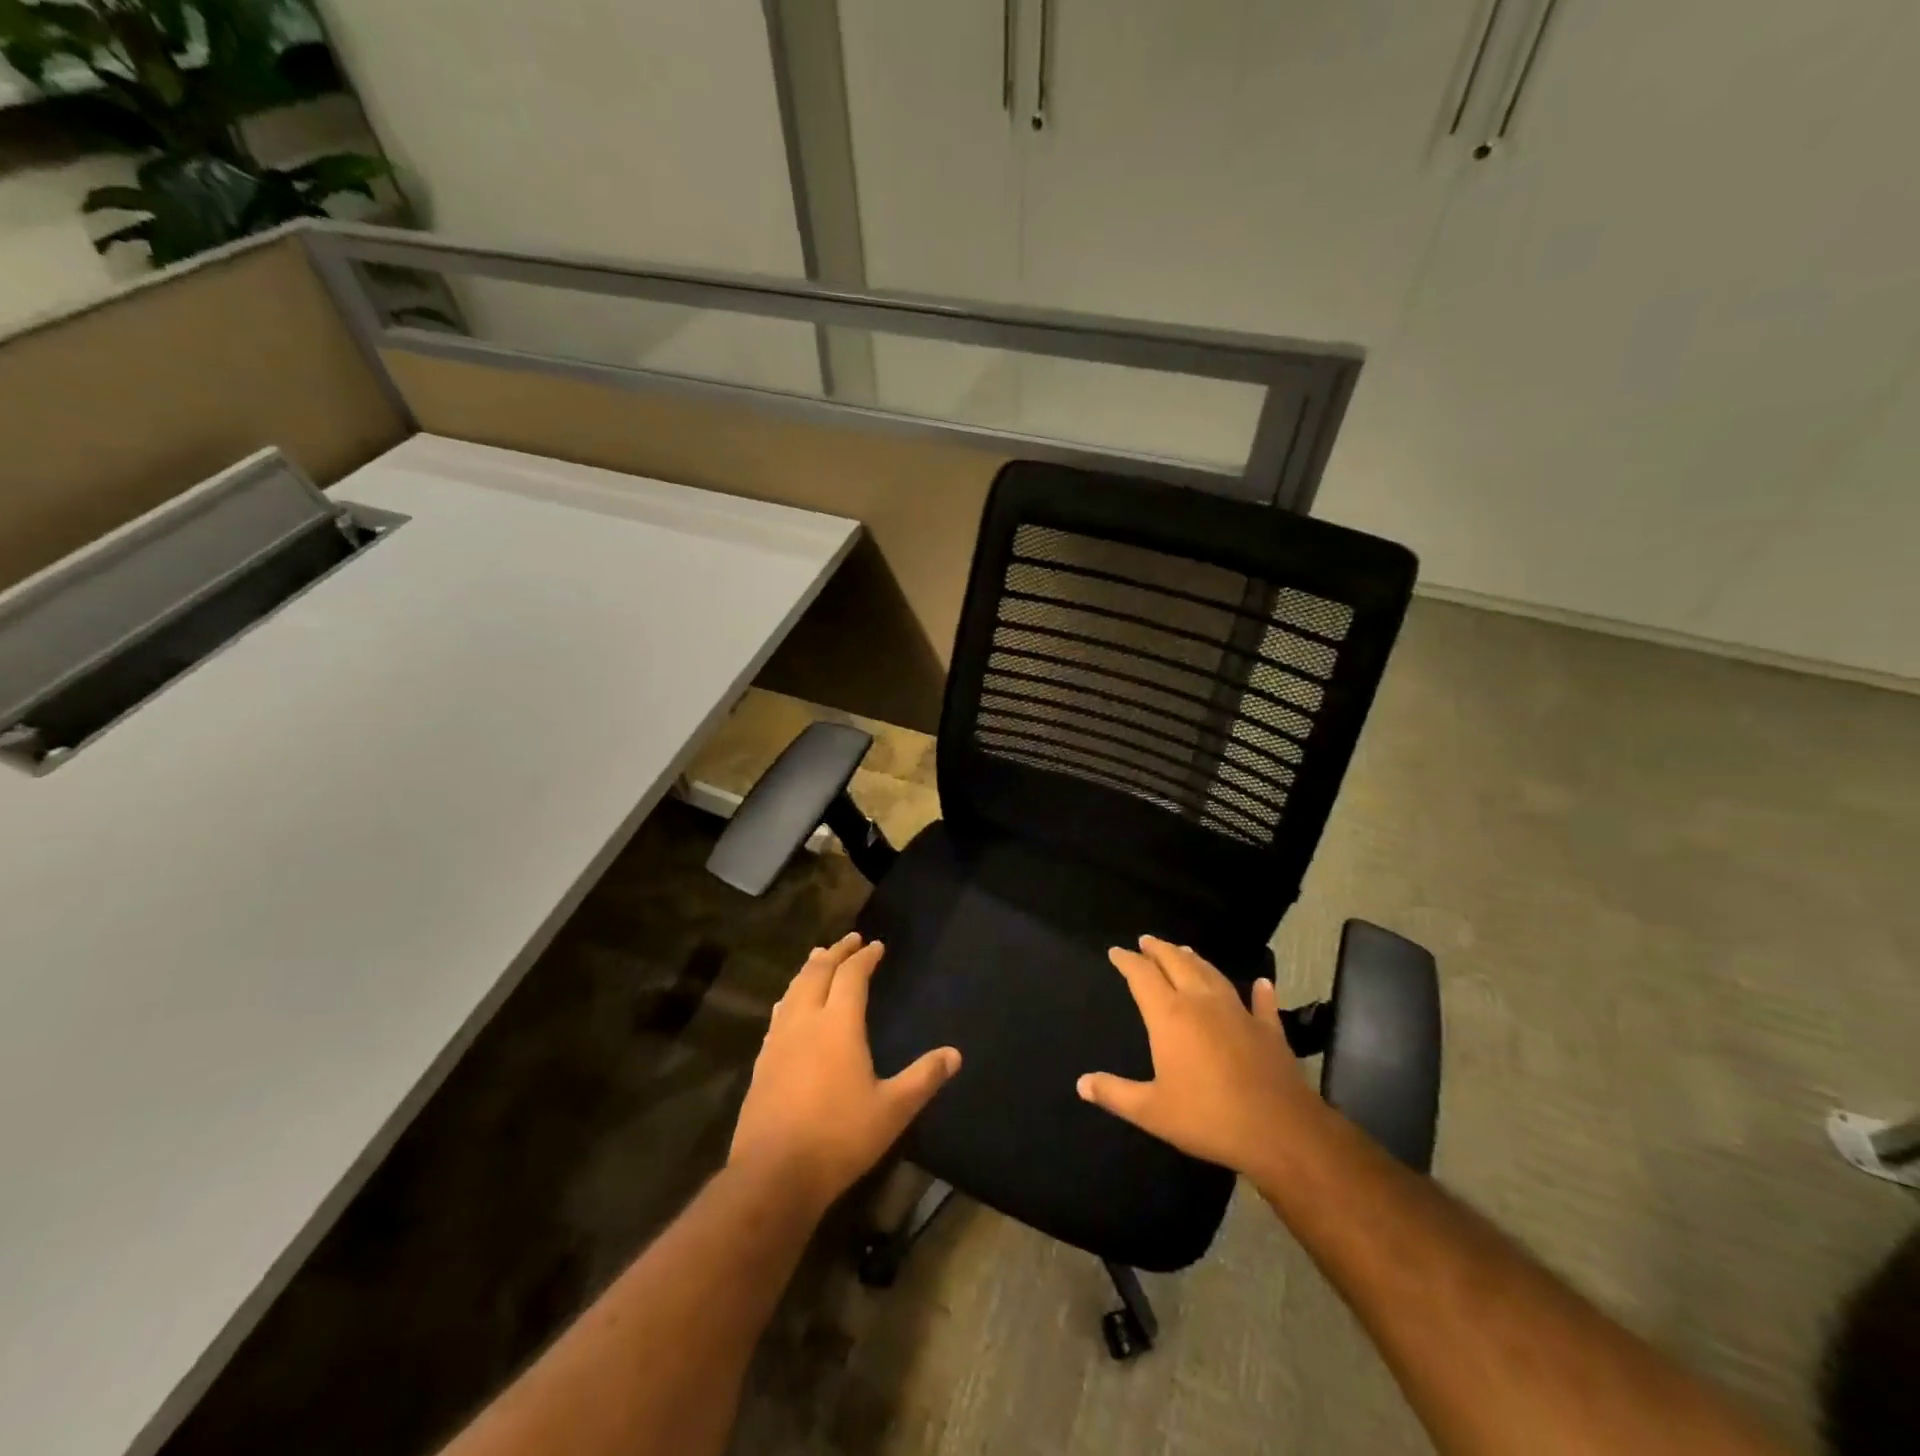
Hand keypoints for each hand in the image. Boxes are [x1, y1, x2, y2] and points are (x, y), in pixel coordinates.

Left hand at [730, 933, 960, 1211]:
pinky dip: (791, 996)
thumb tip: (955, 1054)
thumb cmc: (839, 1137)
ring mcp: (779, 1041)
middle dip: (835, 952)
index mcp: (838, 1025)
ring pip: (794, 989)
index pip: (852, 976)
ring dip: (810, 969)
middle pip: (818, 972)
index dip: (865, 957)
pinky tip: (790, 1005)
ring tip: (819, 957)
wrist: (773, 1174)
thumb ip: (923, 1078)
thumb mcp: (892, 1110)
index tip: (876, 946)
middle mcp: (805, 1021)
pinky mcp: (762, 1062)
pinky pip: (779, 1013)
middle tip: (850, 940)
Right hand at [1077, 935, 1316, 1178]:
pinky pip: (1261, 1003)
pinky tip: (1262, 984)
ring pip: (1212, 974)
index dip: (1127, 961)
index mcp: (1169, 1015)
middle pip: (1176, 963)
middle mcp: (1201, 1002)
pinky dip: (1259, 992)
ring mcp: (1238, 1012)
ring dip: (1195, 959)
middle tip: (1146, 940)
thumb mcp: (1151, 1111)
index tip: (1116, 951)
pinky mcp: (1268, 1029)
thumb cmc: (1208, 1117)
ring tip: (1183, 950)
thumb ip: (1115, 1093)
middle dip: (1158, 949)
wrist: (1279, 1130)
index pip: (1142, 975)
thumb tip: (1081, 1083)